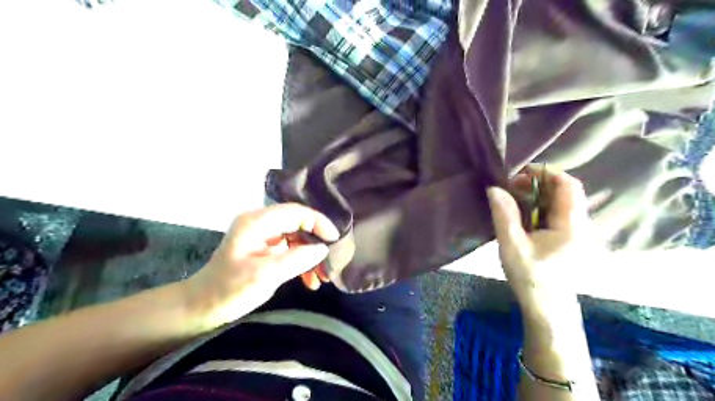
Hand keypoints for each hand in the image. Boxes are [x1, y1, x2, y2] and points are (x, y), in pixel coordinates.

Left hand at [184, 204, 339, 328]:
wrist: (201, 308)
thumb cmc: (229, 290)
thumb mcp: (265, 275)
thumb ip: (297, 259)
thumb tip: (323, 248)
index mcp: (256, 222)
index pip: (296, 212)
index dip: (318, 222)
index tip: (335, 240)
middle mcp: (260, 223)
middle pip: (298, 223)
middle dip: (316, 242)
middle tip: (330, 261)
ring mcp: (262, 236)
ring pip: (297, 237)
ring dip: (311, 255)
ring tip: (322, 276)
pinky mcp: (265, 249)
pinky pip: (290, 249)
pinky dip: (301, 262)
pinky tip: (310, 280)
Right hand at [489, 164, 594, 315]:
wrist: (547, 307)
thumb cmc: (530, 277)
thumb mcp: (512, 245)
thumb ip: (504, 214)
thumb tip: (495, 188)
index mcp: (571, 224)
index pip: (568, 185)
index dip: (545, 173)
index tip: (519, 173)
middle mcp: (581, 224)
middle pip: (565, 191)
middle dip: (537, 183)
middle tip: (511, 187)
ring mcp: (578, 232)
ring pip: (561, 201)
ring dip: (537, 195)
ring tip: (513, 199)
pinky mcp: (571, 238)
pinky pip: (558, 213)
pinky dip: (540, 207)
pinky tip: (523, 215)